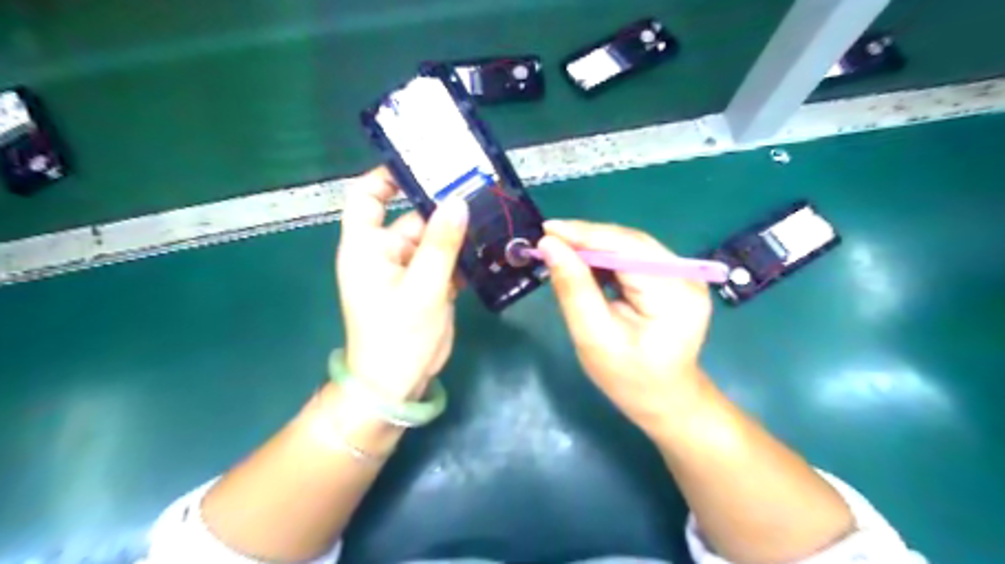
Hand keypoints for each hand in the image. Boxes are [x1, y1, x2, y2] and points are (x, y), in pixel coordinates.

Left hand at [334, 169, 466, 398]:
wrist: (398, 385)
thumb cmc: (397, 336)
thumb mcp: (422, 289)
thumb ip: (441, 245)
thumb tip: (458, 202)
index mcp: (367, 247)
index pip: (366, 197)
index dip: (386, 176)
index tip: (421, 164)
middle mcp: (386, 253)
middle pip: (413, 217)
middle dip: (444, 207)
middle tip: (481, 191)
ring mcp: (409, 270)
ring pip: (435, 240)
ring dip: (459, 233)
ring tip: (493, 215)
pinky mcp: (427, 286)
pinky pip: (445, 261)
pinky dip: (463, 256)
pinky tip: (489, 248)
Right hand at [542, 220, 713, 431]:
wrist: (665, 399)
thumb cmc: (629, 378)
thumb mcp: (594, 338)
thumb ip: (573, 289)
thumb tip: (550, 246)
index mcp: (673, 294)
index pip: (626, 249)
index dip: (585, 235)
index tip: (547, 231)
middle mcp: (686, 276)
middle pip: (630, 242)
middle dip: (587, 238)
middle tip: (549, 240)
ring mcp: (684, 275)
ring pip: (631, 245)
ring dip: (595, 245)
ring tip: (561, 250)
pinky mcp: (675, 278)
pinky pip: (635, 257)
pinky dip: (607, 257)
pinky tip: (585, 262)